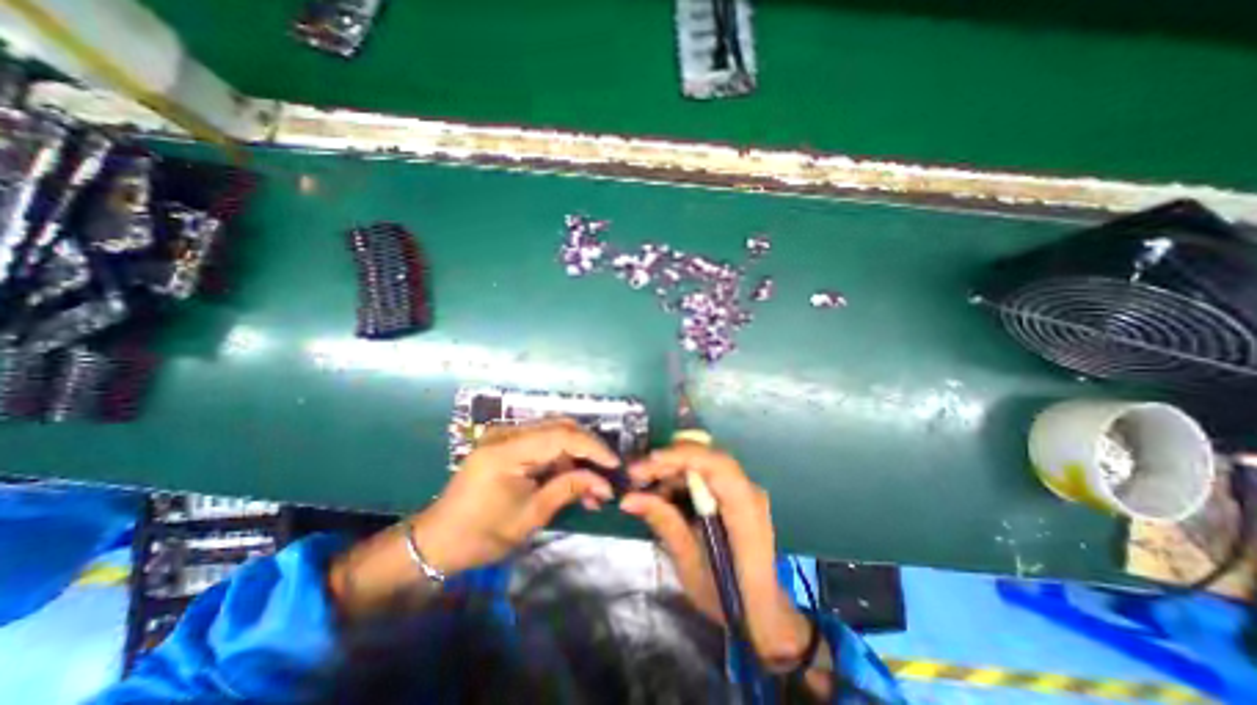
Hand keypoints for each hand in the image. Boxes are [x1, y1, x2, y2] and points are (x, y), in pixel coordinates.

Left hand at [411, 416, 618, 574]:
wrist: (437, 541)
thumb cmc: (481, 534)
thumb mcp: (530, 515)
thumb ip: (568, 489)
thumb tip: (604, 483)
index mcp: (507, 450)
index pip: (561, 436)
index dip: (593, 448)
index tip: (615, 465)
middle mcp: (507, 433)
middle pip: (561, 427)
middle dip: (588, 449)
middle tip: (607, 472)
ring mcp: (505, 435)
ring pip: (555, 434)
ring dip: (577, 456)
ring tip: (593, 486)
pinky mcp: (506, 443)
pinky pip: (543, 443)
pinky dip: (562, 460)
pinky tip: (573, 480)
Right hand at [620, 445, 815, 672]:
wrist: (759, 610)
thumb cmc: (728, 595)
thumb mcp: (690, 564)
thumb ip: (664, 523)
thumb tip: (628, 499)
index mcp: (745, 509)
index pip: (717, 465)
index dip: (682, 457)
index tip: (648, 462)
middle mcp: (748, 490)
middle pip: (706, 458)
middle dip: (668, 462)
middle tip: (635, 475)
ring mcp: (742, 489)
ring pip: (702, 463)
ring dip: (670, 469)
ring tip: (642, 486)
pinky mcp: (733, 493)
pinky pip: (703, 474)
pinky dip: (679, 479)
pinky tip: (660, 493)